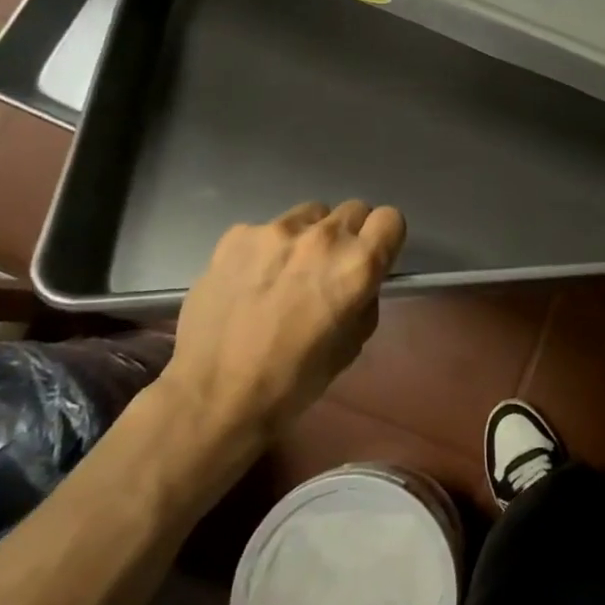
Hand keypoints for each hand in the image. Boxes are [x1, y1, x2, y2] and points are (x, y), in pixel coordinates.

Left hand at [155, 200, 405, 445]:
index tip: (373, 257)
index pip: (391, 219)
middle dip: (349, 235)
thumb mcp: (352, 345)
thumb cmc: (293, 381)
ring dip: (309, 236)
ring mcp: (276, 231)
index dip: (384, 239)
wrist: (214, 396)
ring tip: (286, 271)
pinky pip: (266, 229)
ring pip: (310, 214)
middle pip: (353, 209)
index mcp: (356, 265)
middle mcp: (322, 237)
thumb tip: (359, 281)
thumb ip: (364, 299)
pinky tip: (250, 280)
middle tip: (329, 268)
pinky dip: (267, 248)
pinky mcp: (237, 235)